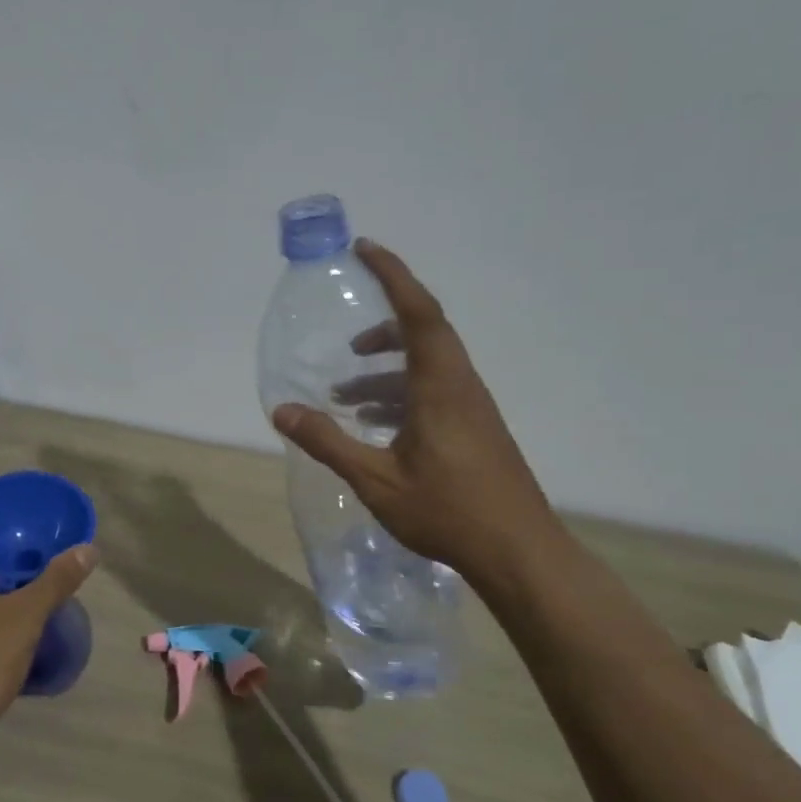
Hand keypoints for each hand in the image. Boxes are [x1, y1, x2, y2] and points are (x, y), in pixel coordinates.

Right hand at [271, 239, 559, 589]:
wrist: (518, 552)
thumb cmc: (447, 511)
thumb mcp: (375, 479)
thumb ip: (327, 441)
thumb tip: (282, 410)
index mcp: (440, 386)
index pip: (417, 312)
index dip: (392, 275)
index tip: (365, 249)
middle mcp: (460, 386)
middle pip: (424, 333)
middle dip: (382, 327)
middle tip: (348, 342)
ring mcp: (471, 408)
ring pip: (427, 367)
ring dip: (385, 372)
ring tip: (343, 395)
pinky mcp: (474, 429)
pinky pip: (433, 392)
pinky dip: (399, 394)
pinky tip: (373, 425)